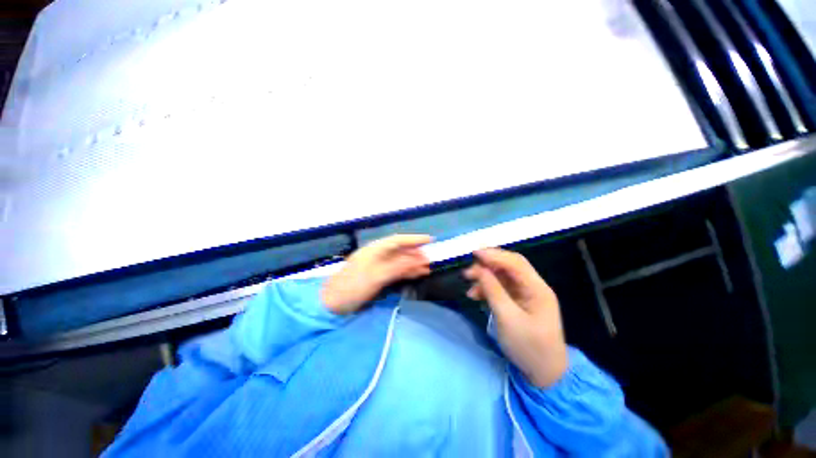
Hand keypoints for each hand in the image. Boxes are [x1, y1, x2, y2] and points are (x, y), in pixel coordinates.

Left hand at [321, 234, 432, 314]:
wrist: (332, 304)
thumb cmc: (352, 287)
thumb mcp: (376, 276)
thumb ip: (398, 267)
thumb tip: (418, 259)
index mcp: (374, 250)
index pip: (397, 240)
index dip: (413, 239)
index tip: (429, 240)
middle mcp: (377, 255)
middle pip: (399, 251)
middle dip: (415, 254)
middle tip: (430, 259)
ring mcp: (377, 266)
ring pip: (399, 261)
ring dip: (412, 264)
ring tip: (427, 268)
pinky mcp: (377, 276)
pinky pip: (395, 271)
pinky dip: (406, 272)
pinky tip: (416, 274)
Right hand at [464, 248, 567, 387]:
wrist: (544, 374)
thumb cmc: (528, 347)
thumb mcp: (507, 318)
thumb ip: (493, 290)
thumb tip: (479, 269)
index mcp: (537, 289)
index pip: (515, 262)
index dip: (494, 255)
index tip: (474, 253)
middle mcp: (533, 287)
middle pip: (509, 266)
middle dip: (488, 265)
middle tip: (468, 272)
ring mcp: (526, 294)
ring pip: (503, 277)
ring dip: (485, 278)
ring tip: (470, 288)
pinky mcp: (519, 302)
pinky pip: (501, 288)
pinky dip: (488, 289)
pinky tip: (476, 296)